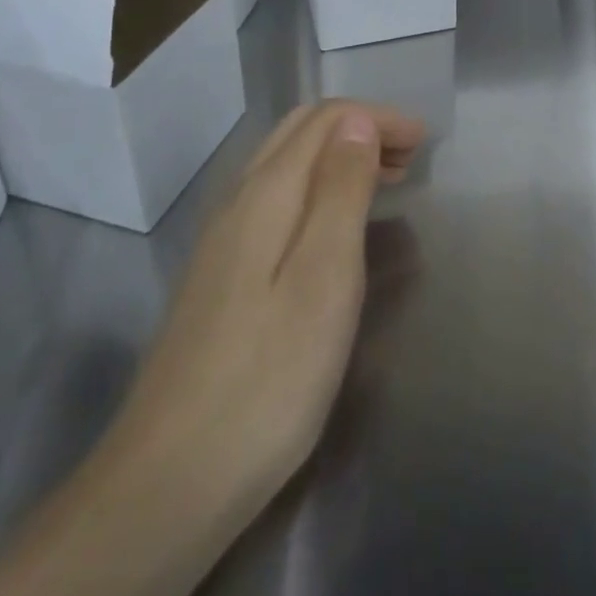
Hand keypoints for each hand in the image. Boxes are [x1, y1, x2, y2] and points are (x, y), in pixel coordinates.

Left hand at [106, 99, 423, 509]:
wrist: (171, 478)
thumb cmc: (268, 375)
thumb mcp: (325, 277)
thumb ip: (341, 190)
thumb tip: (357, 121)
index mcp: (267, 191)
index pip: (326, 119)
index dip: (377, 117)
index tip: (424, 140)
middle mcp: (239, 199)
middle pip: (301, 131)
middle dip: (359, 128)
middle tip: (410, 157)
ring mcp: (223, 237)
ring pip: (287, 164)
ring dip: (338, 156)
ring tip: (386, 182)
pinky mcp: (219, 273)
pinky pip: (276, 197)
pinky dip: (317, 188)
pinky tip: (335, 226)